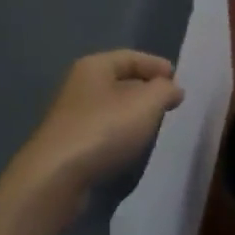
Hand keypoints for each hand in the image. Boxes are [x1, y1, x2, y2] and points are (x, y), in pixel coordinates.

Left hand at [9, 50, 184, 194]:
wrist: (56, 177)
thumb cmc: (104, 129)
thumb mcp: (146, 104)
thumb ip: (165, 90)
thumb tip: (173, 88)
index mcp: (94, 66)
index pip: (131, 57)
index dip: (157, 65)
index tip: (179, 81)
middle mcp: (79, 85)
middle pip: (120, 80)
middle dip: (146, 89)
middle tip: (171, 102)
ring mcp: (72, 115)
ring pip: (111, 106)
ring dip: (133, 113)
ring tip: (157, 124)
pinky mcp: (70, 143)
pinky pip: (103, 129)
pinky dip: (121, 132)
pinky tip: (133, 145)